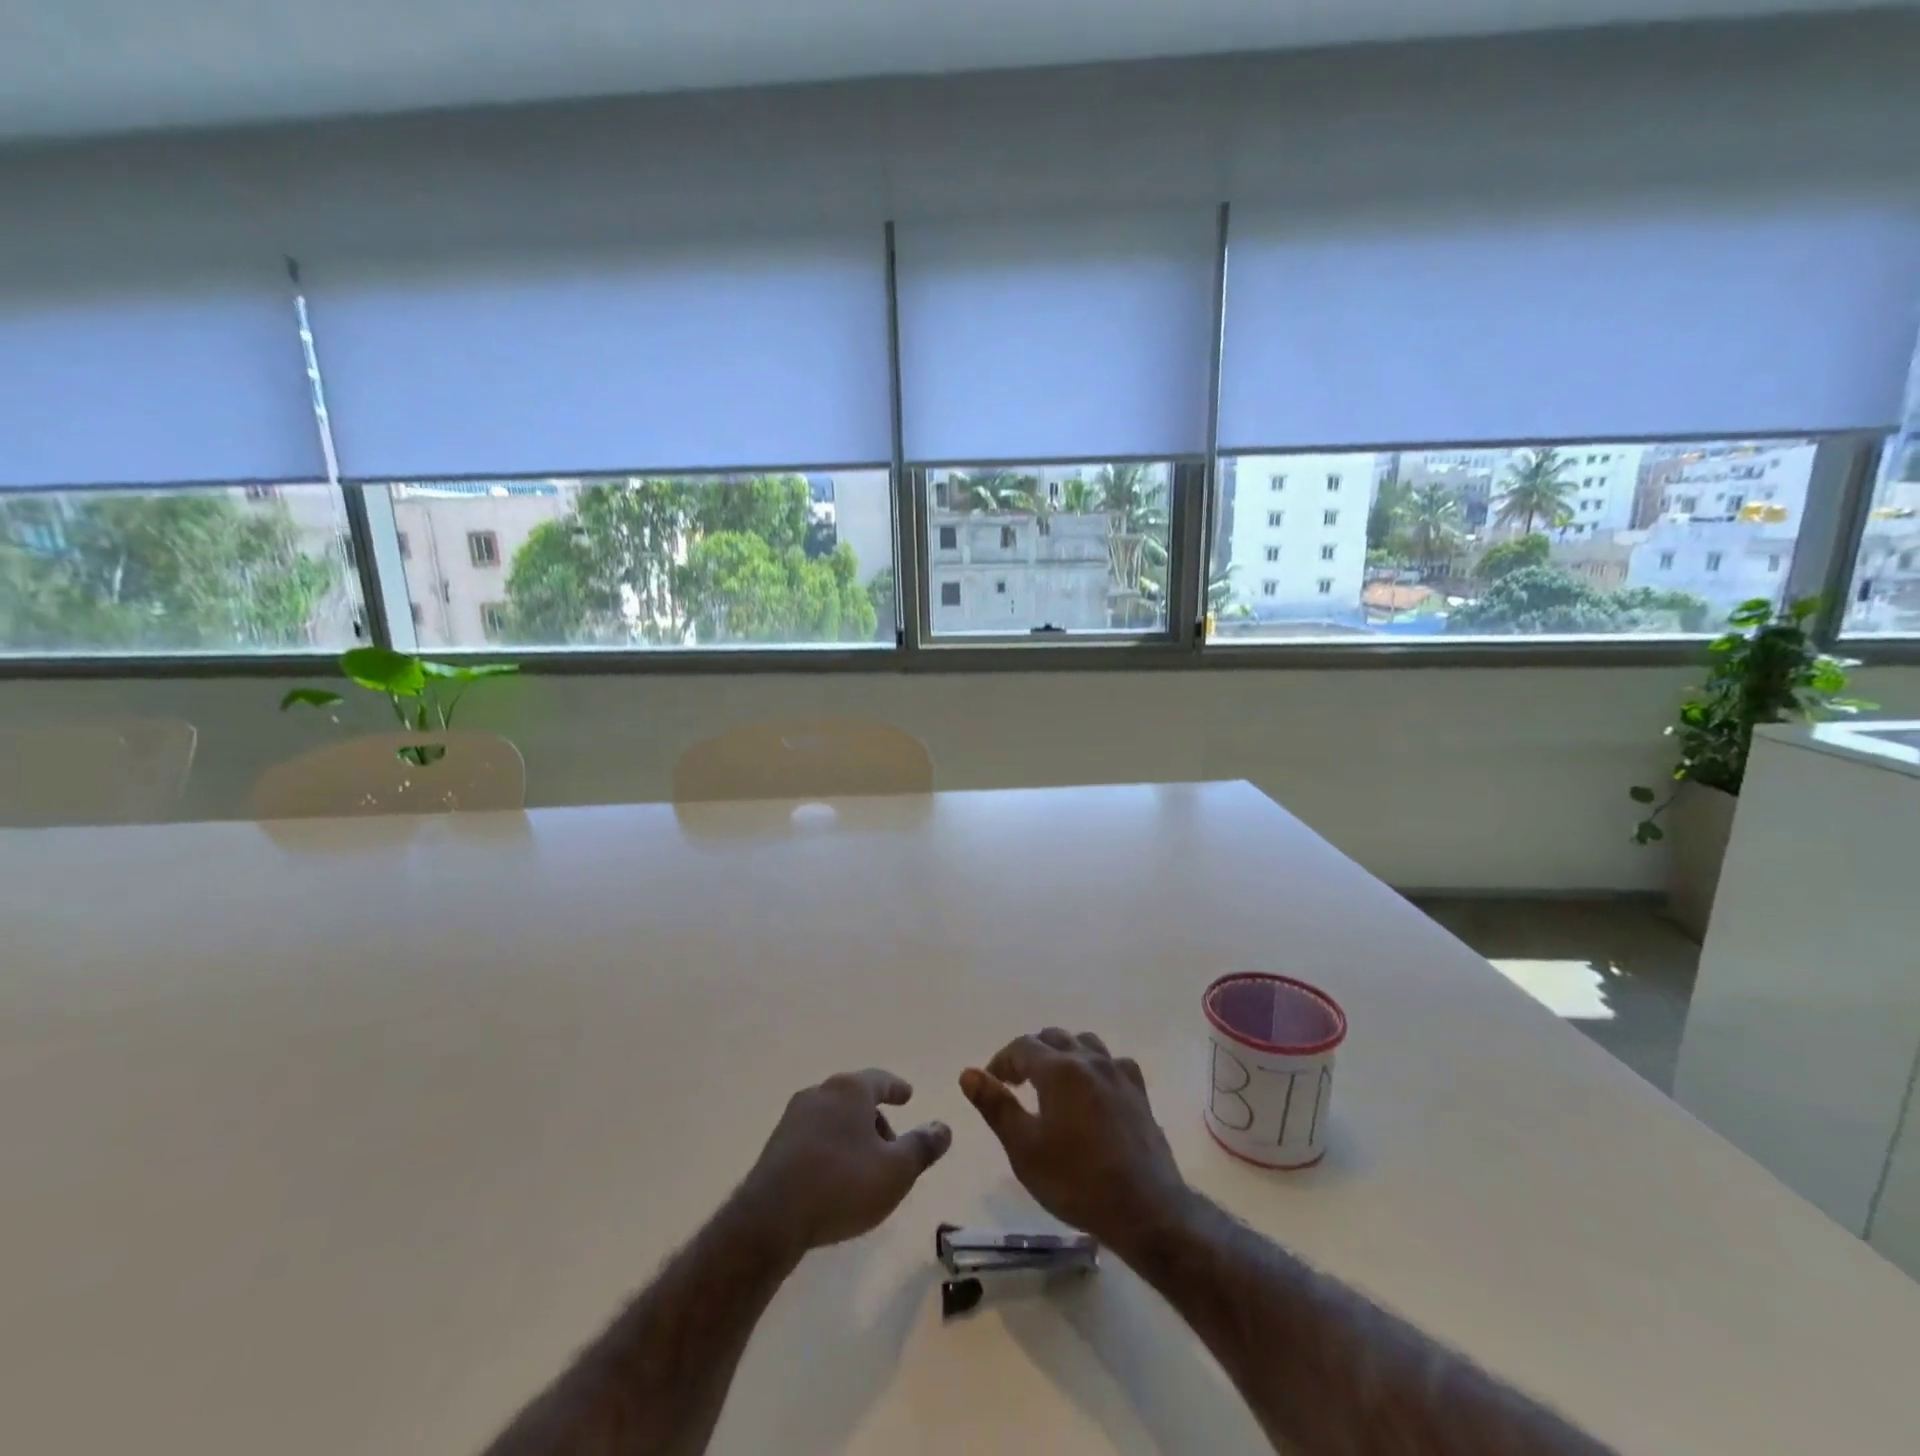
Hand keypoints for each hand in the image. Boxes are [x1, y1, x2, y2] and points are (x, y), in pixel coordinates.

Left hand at [739, 1068, 951, 1255]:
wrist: (771, 1218)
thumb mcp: (897, 1170)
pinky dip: (830, 1148)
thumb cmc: (843, 1185)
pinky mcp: (776, 1144)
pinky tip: (834, 1177)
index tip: (908, 1095)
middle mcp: (821, 1092)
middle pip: (855, 1098)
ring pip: (833, 1117)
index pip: (881, 1080)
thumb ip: (923, 1145)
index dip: (897, 1088)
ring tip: (864, 1167)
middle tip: (891, 1145)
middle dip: (875, 1118)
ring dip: (852, 1135)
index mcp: (851, 1090)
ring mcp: (794, 1117)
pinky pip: (813, 1137)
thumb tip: (943, 1126)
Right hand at [960, 1029, 1192, 1256]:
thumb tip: (968, 1073)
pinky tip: (1092, 1090)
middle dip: (1030, 1054)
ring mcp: (1118, 1072)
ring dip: (1063, 1053)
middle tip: (1016, 1082)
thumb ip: (995, 1106)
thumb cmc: (1076, 1181)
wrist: (1145, 1208)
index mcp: (1058, 1069)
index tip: (991, 1082)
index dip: (1001, 1061)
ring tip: (1052, 1082)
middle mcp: (1088, 1060)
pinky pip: (1112, 1062)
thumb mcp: (1024, 1149)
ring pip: (1084, 1043)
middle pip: (1053, 1038)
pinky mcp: (1139, 1091)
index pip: (1021, 1047)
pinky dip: (1095, 1067)